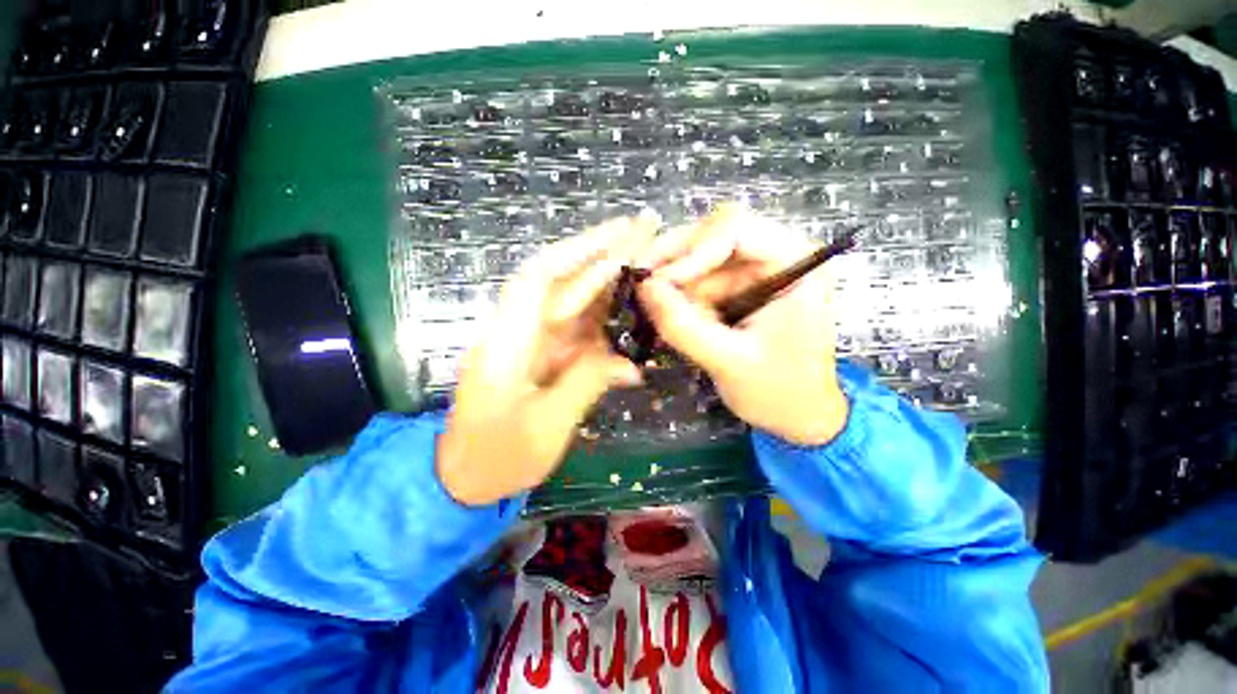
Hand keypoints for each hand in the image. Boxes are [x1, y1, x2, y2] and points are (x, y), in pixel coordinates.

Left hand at [436, 217, 655, 505]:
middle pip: (559, 282)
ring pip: (570, 302)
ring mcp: (527, 342)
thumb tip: (630, 363)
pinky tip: (629, 311)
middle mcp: (514, 332)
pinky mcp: (537, 354)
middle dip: (601, 256)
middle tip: (644, 233)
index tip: (618, 235)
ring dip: (606, 282)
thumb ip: (586, 384)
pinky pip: (574, 328)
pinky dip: (602, 319)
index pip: (539, 279)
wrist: (462, 478)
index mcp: (505, 346)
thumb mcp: (547, 428)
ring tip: (644, 263)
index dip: (579, 253)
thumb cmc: (498, 459)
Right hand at [637, 206, 848, 445]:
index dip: (691, 250)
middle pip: (711, 237)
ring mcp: (752, 273)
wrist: (798, 416)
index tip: (657, 282)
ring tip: (654, 314)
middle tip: (639, 289)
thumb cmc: (780, 392)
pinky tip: (668, 320)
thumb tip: (642, 287)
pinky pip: (696, 283)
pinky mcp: (735, 290)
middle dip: (673, 264)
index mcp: (794, 262)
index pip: (735, 228)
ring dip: (672, 286)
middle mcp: (773, 256)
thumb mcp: (730, 361)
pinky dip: (678, 299)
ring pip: (697, 260)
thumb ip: (684, 326)